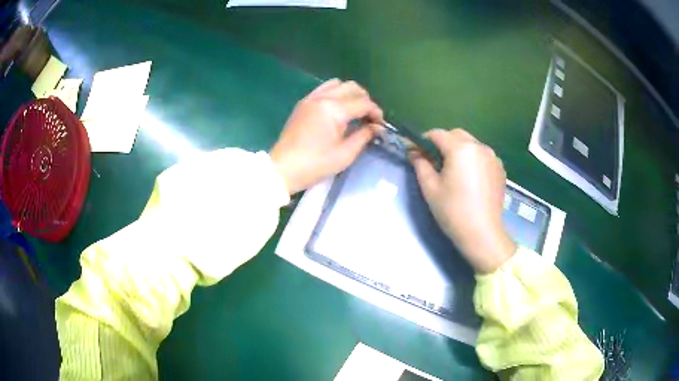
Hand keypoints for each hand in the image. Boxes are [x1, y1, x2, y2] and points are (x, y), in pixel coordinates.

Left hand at [271, 79, 382, 193]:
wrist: (284, 168)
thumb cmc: (316, 164)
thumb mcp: (345, 154)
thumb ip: (364, 136)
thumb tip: (377, 127)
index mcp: (334, 110)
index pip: (363, 103)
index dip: (376, 112)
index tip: (380, 125)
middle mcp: (323, 97)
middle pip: (352, 87)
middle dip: (365, 100)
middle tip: (368, 117)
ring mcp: (311, 98)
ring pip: (337, 84)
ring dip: (350, 93)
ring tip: (353, 111)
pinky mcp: (303, 102)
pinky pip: (324, 89)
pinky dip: (335, 93)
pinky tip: (337, 109)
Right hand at [411, 129, 515, 273]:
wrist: (482, 233)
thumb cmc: (453, 211)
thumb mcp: (430, 188)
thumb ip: (420, 164)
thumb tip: (414, 152)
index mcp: (460, 149)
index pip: (437, 134)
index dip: (423, 140)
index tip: (415, 151)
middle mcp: (479, 146)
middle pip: (456, 135)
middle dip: (442, 142)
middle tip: (433, 160)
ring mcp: (492, 157)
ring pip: (471, 144)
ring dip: (458, 149)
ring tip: (452, 168)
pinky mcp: (500, 168)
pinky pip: (482, 155)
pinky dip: (472, 158)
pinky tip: (469, 176)